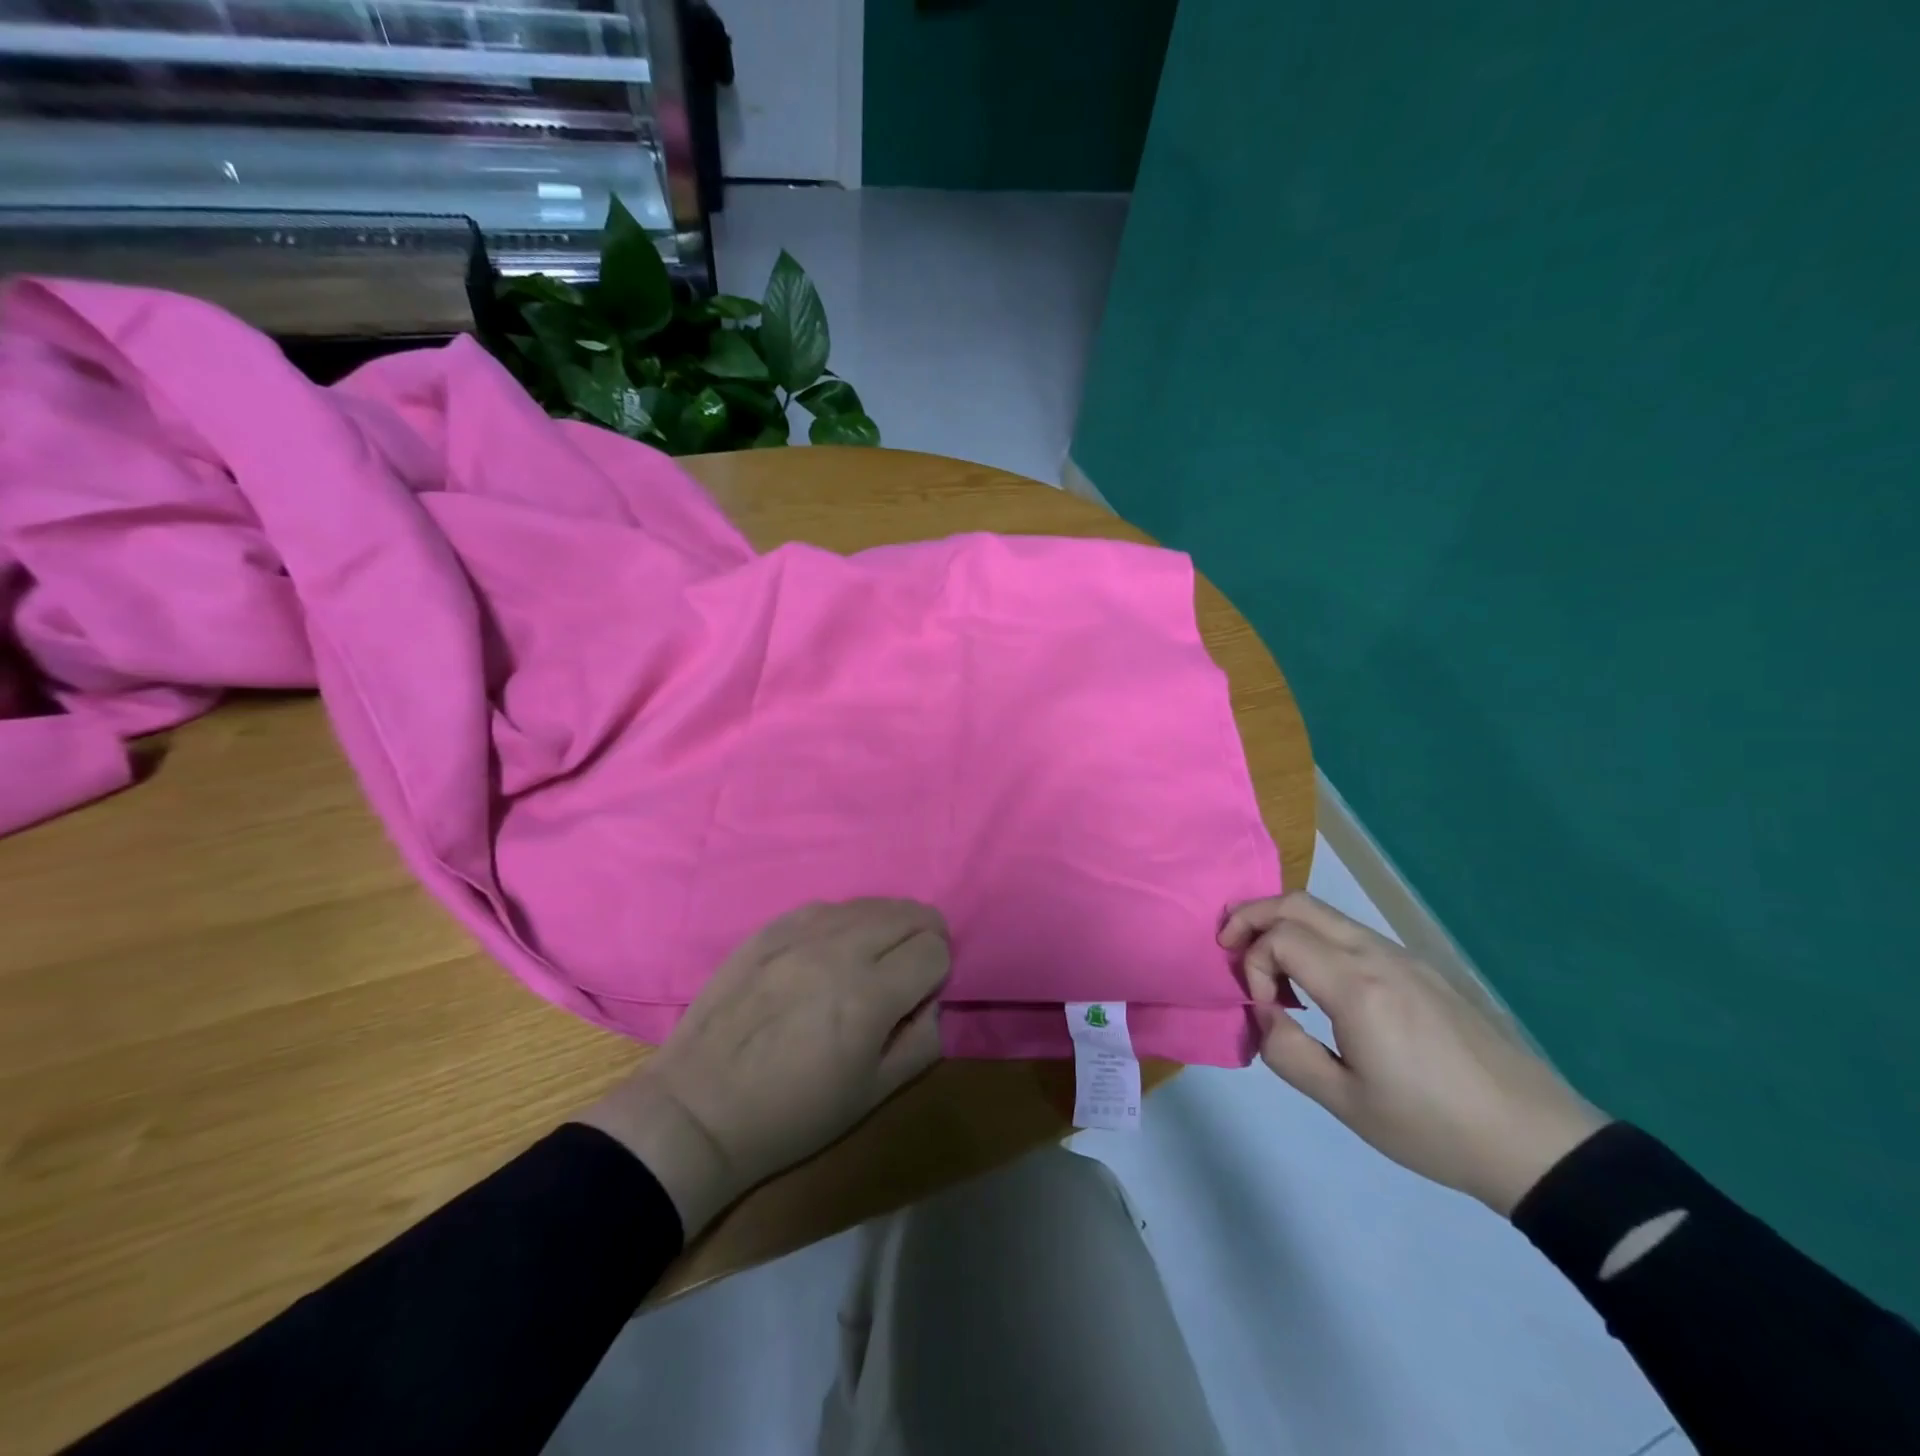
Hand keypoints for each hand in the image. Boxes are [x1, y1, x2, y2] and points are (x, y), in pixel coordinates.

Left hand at [578, 899, 949, 1236]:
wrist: (699, 1108)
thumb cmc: (792, 1115)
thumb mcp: (873, 1096)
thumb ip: (922, 1041)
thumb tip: (929, 1000)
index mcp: (870, 996)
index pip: (934, 950)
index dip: (936, 973)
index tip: (918, 997)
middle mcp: (840, 949)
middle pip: (910, 912)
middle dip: (922, 937)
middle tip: (904, 972)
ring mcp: (801, 932)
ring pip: (871, 903)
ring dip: (884, 927)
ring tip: (866, 962)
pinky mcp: (770, 928)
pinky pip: (827, 907)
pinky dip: (843, 924)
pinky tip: (825, 954)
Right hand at [1221, 892, 1607, 1215]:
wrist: (1534, 1140)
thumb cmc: (1433, 1127)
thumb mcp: (1345, 1103)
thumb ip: (1287, 1052)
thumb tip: (1264, 1015)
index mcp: (1358, 986)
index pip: (1279, 936)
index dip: (1252, 962)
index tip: (1262, 1008)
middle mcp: (1377, 955)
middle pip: (1297, 903)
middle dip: (1251, 916)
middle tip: (1227, 947)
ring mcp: (1402, 956)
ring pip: (1325, 913)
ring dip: (1283, 927)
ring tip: (1269, 972)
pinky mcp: (1419, 968)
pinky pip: (1351, 933)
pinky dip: (1314, 939)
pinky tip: (1317, 985)